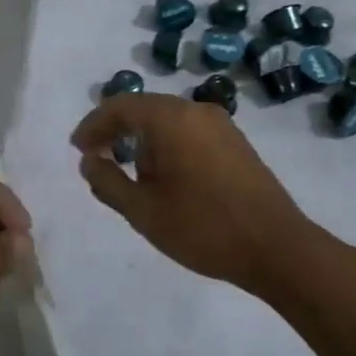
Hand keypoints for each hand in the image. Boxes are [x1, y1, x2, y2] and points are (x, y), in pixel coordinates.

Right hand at [72, 93, 332, 294]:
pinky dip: (167, 145)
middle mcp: (195, 110)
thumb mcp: (143, 210)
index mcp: (170, 118)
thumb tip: (89, 161)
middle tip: (97, 159)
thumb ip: (107, 181)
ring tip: (131, 176)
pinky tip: (166, 178)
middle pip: (144, 109)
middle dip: (116, 132)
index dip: (93, 125)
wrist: (278, 248)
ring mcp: (221, 125)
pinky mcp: (236, 143)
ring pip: (167, 121)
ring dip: (143, 141)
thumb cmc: (203, 227)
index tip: (77, 149)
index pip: (120, 107)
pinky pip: (189, 132)